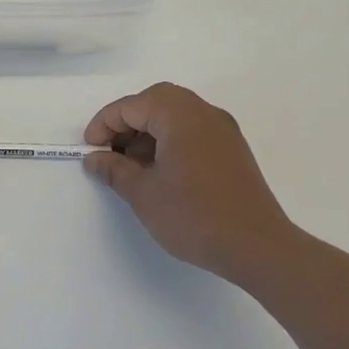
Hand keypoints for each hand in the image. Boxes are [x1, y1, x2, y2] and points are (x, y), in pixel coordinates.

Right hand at [83, 83, 297, 284]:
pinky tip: (160, 172)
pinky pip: (193, 130)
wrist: (258, 248)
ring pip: (175, 115)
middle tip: (110, 151)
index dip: (104, 125)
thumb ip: (114, 170)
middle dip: (127, 122)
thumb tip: (94, 158)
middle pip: (155, 101)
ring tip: (132, 166)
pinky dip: (170, 140)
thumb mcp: (143, 194)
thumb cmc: (194, 216)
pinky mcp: (233, 150)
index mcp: (180, 116)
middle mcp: (204, 113)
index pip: (131, 106)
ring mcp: (223, 130)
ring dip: (148, 131)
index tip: (90, 151)